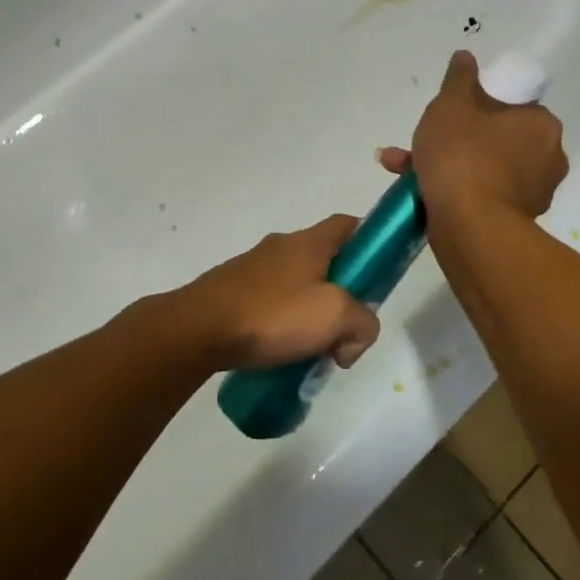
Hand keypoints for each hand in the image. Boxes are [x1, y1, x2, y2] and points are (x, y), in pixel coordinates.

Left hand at [163, 216, 381, 372]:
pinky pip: (273, 304)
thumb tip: (355, 335)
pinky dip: (285, 325)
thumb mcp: (334, 316)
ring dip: (314, 315)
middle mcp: (282, 247)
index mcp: (309, 242)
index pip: (349, 224)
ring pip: (300, 286)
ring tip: (313, 352)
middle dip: (344, 295)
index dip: (371, 242)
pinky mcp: (235, 292)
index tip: (381, 274)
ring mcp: (255, 269)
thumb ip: (363, 322)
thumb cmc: (272, 314)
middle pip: (327, 262)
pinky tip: (282, 354)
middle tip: (347, 331)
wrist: (198, 329)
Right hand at [380, 50, 567, 221]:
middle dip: (450, 137)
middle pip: (493, 137)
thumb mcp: (452, 104)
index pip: (511, 105)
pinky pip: (480, 194)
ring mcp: (533, 193)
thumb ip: (459, 78)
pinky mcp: (514, 221)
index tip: (449, 113)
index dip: (477, 104)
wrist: (469, 226)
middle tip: (419, 140)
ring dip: (444, 163)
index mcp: (541, 125)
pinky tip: (416, 190)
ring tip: (400, 166)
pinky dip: (453, 189)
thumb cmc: (463, 155)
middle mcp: (547, 158)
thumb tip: (466, 56)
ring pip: (481, 167)